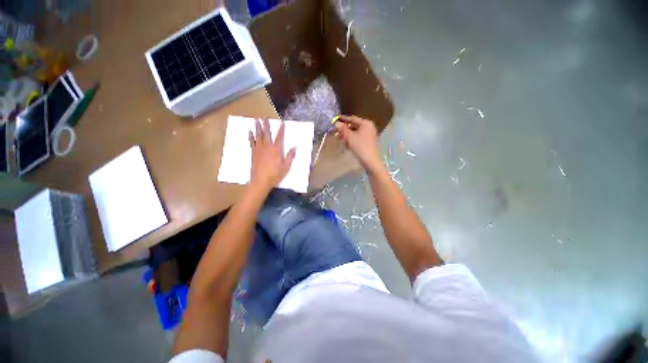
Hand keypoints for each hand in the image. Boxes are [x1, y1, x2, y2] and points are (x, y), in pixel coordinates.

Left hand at [249, 118, 295, 189]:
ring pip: (258, 136)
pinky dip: (251, 136)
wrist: (260, 181)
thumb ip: (290, 156)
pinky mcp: (253, 153)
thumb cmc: (275, 175)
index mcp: (276, 150)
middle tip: (265, 117)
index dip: (281, 130)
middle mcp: (267, 147)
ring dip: (258, 127)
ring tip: (256, 120)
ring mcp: (259, 149)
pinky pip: (252, 142)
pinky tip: (249, 131)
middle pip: (267, 133)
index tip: (282, 123)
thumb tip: (295, 147)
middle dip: (266, 125)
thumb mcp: (286, 167)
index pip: (280, 137)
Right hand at [335, 115, 382, 172]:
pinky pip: (359, 138)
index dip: (343, 119)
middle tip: (336, 131)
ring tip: (339, 138)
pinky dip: (352, 139)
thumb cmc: (360, 147)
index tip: (335, 119)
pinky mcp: (369, 142)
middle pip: (354, 126)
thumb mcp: (349, 137)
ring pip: (356, 132)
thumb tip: (336, 123)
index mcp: (366, 123)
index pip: (353, 118)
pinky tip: (346, 144)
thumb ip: (342, 129)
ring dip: (347, 135)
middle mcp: (369, 127)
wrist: (370, 161)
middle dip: (344, 129)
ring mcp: (370, 135)